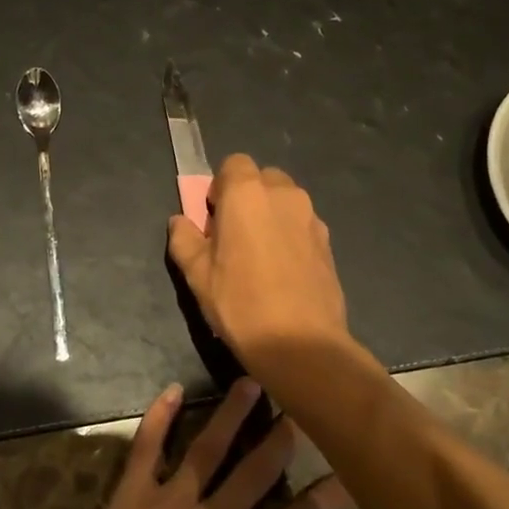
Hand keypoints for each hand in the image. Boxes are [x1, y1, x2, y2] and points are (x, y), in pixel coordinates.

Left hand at [47, 379, 349, 508]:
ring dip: (231, 415)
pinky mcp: (131, 496)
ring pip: (208, 449)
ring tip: (250, 384)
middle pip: (255, 472)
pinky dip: (158, 417)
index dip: (326, 499)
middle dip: (280, 439)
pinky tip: (171, 390)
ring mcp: (170, 504)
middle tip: (299, 409)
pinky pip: (147, 448)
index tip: (348, 474)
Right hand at [167, 155, 352, 385]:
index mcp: (247, 193)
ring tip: (260, 256)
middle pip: (263, 178)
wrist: (301, 344)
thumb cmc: (240, 303)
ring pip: (286, 201)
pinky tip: (282, 272)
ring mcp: (312, 218)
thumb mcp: (197, 275)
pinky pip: (302, 225)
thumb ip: (184, 239)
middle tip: (234, 235)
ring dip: (270, 215)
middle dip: (247, 197)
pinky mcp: (329, 243)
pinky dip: (290, 235)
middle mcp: (284, 195)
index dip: (220, 187)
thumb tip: (180, 222)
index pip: (234, 164)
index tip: (213, 218)